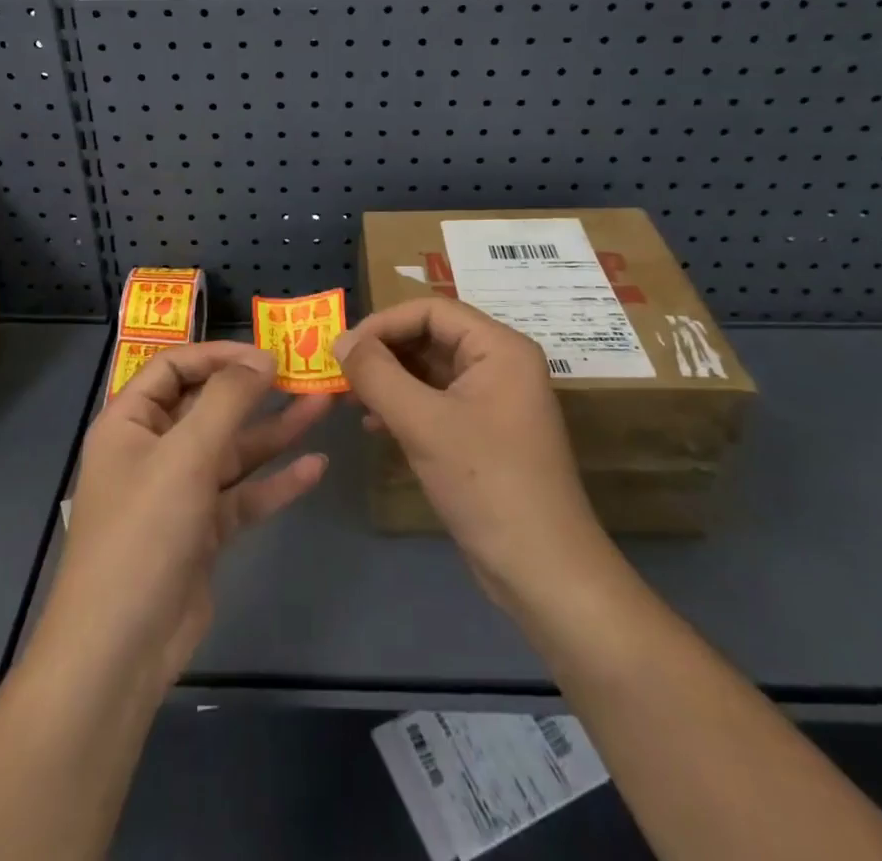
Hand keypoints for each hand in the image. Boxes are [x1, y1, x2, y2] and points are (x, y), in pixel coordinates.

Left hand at [41, 343, 330, 689]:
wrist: (121, 649)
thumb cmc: (144, 533)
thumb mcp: (185, 455)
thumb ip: (227, 401)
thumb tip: (262, 358)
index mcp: (130, 422)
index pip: (174, 367)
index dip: (218, 354)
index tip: (265, 354)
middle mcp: (154, 450)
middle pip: (209, 406)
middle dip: (255, 390)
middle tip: (305, 373)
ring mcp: (180, 492)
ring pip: (233, 450)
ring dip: (275, 430)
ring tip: (324, 406)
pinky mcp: (203, 530)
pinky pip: (243, 494)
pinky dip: (276, 482)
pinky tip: (315, 467)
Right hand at [335, 299, 608, 612]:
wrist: (541, 570)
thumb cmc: (485, 482)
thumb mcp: (423, 423)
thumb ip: (377, 374)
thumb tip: (340, 340)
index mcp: (499, 347)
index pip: (432, 310)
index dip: (383, 323)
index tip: (343, 348)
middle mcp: (500, 363)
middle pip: (431, 337)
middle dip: (384, 353)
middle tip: (340, 374)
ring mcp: (493, 399)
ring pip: (430, 370)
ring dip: (389, 380)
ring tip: (350, 401)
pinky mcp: (484, 431)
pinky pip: (436, 401)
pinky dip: (404, 406)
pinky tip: (375, 425)